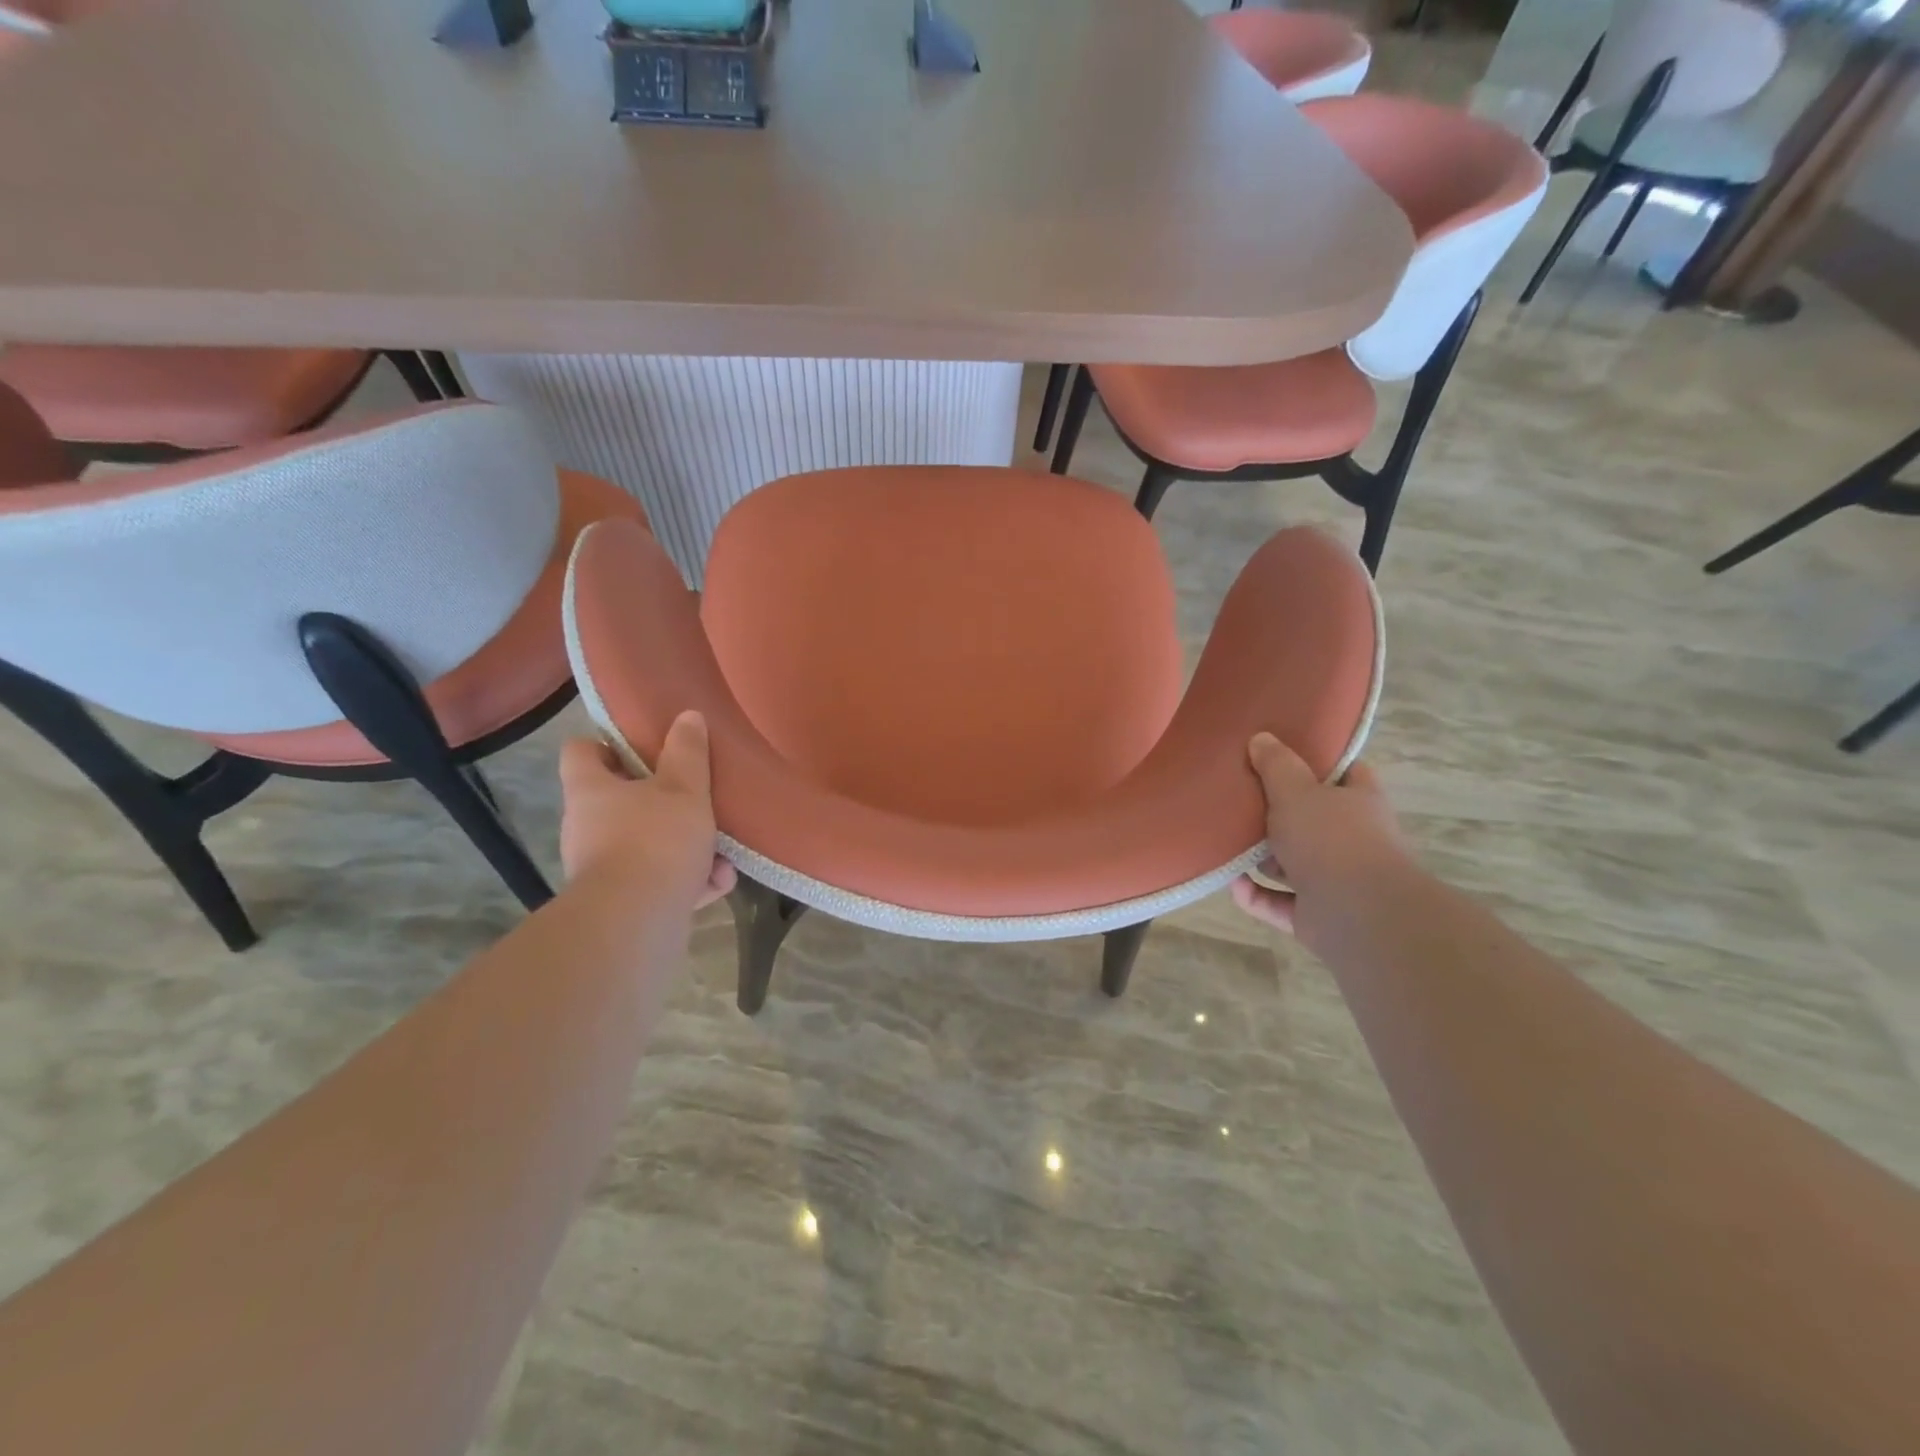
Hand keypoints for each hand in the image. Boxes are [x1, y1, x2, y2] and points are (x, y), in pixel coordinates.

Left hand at [558, 712, 736, 908]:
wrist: (637, 921)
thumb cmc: (656, 839)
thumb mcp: (684, 788)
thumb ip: (688, 752)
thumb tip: (687, 716)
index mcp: (591, 790)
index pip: (580, 752)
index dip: (607, 744)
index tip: (642, 746)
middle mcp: (586, 826)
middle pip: (618, 801)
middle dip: (660, 801)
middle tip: (694, 797)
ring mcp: (601, 867)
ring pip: (644, 845)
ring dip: (683, 845)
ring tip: (721, 851)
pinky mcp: (621, 903)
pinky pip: (657, 881)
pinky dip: (686, 880)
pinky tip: (717, 883)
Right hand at [1230, 733, 1405, 937]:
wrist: (1360, 915)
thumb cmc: (1331, 839)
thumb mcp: (1296, 791)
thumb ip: (1277, 765)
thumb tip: (1262, 738)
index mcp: (1359, 802)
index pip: (1347, 773)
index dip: (1320, 762)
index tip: (1284, 755)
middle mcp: (1353, 840)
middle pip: (1313, 819)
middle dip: (1279, 815)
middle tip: (1241, 801)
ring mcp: (1337, 880)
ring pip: (1294, 864)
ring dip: (1263, 859)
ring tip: (1227, 844)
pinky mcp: (1317, 915)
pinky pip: (1279, 902)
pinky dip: (1255, 895)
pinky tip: (1233, 883)